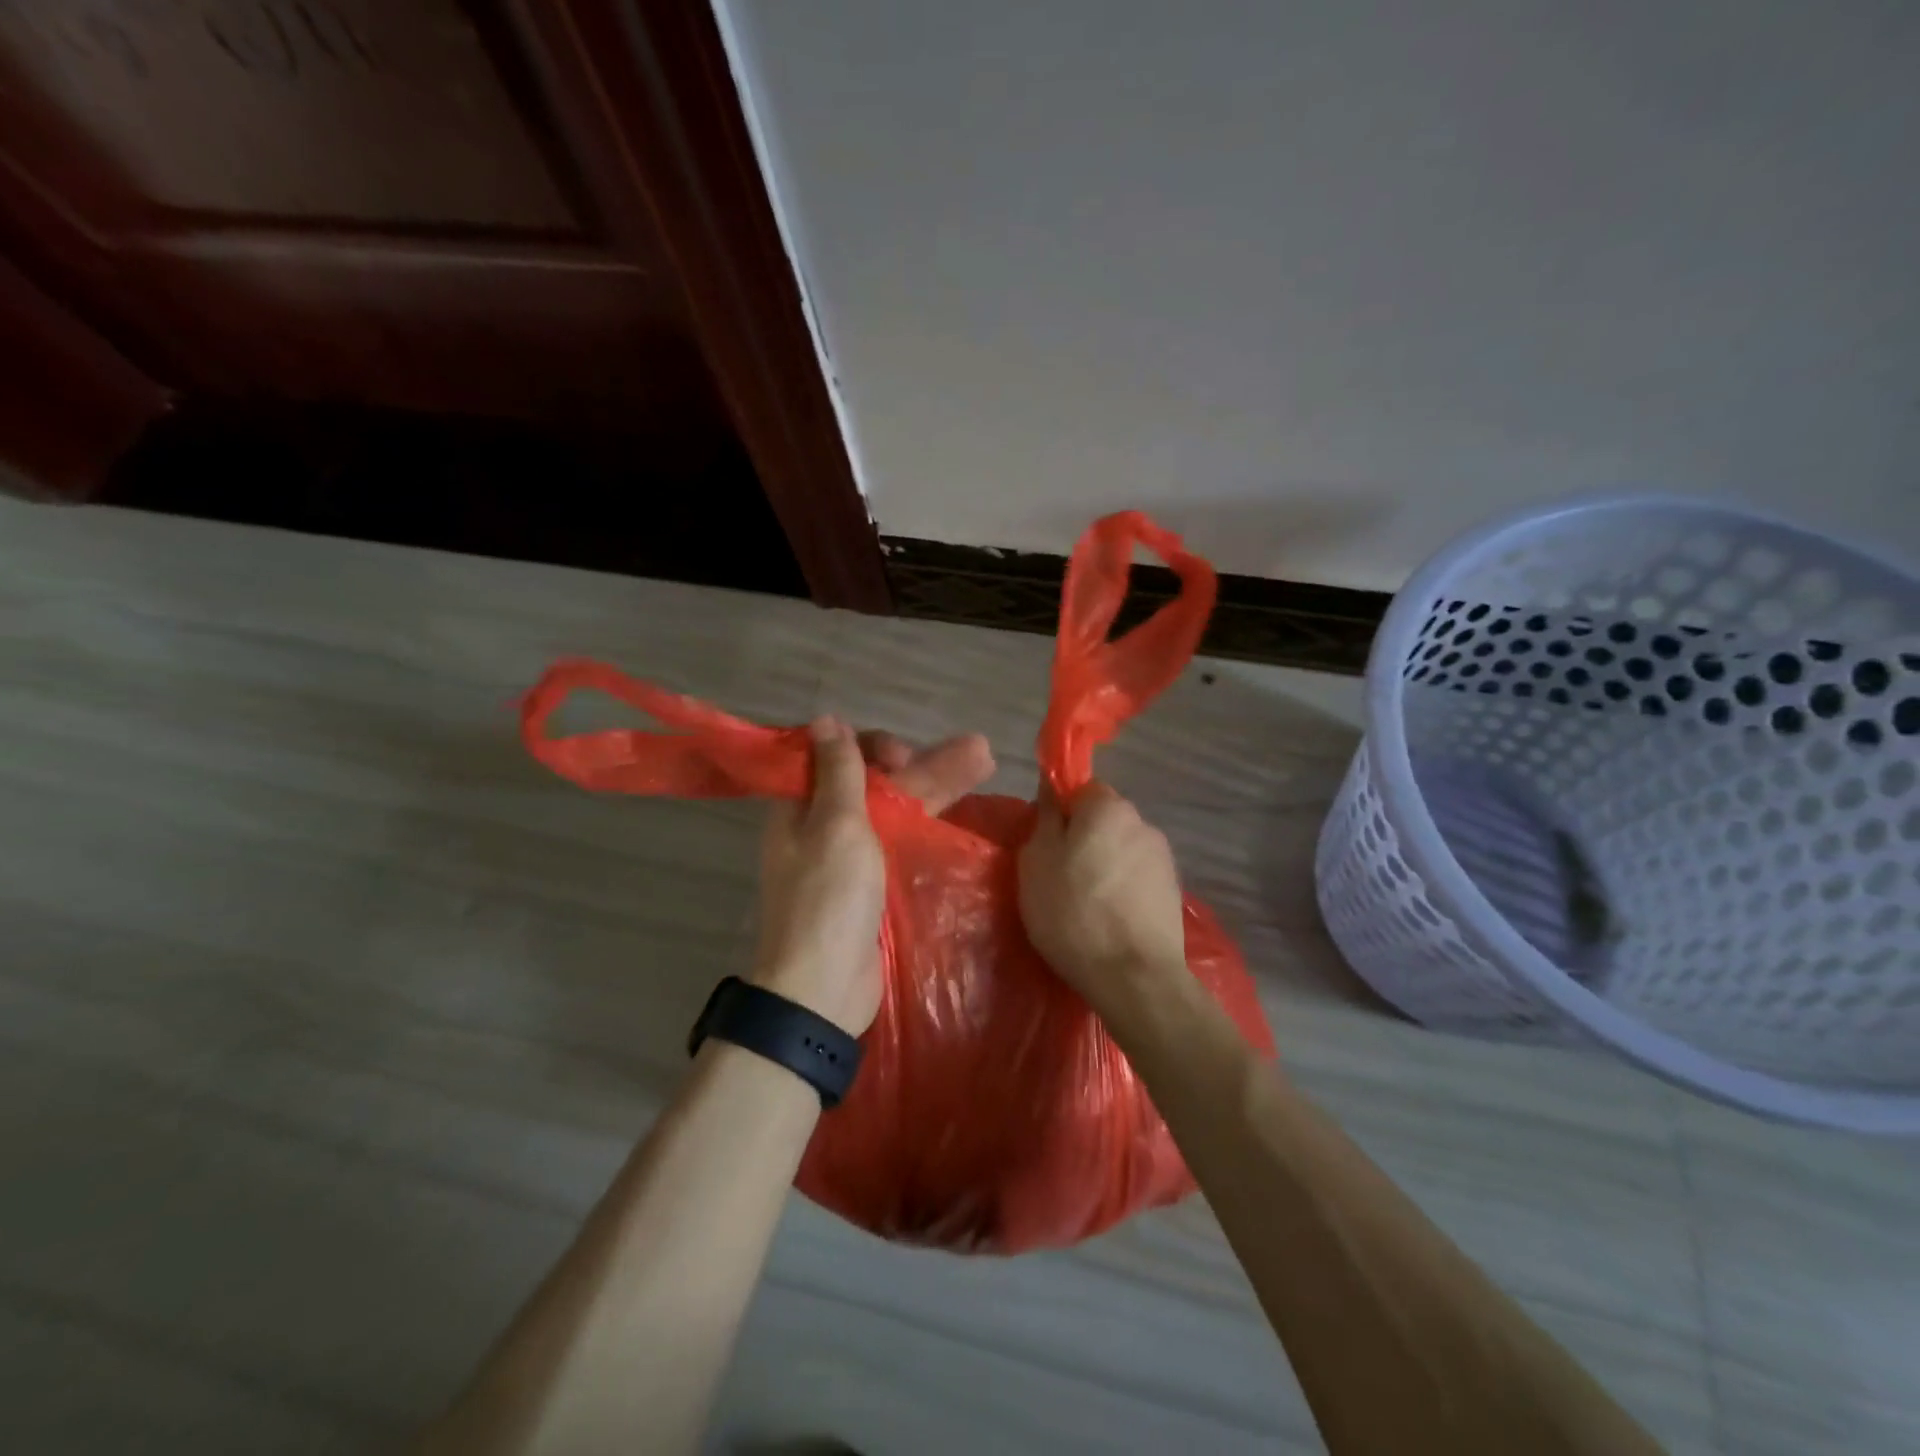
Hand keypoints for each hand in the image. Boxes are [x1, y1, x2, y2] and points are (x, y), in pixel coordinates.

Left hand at [751, 719, 991, 1034]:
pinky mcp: (873, 883)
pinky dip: (929, 822)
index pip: (835, 755)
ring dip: (937, 786)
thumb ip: (839, 772)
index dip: (871, 745)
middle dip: (922, 763)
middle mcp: (823, 825)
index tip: (901, 754)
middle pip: (875, 781)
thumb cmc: (827, 898)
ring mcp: (850, 856)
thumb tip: (825, 720)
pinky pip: (901, 841)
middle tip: (974, 752)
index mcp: (801, 806)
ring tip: (985, 762)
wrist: (824, 988)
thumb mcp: (835, 825)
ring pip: (895, 809)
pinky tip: (964, 811)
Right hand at [1019, 781, 1189, 1017]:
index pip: (1081, 789)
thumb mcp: (1037, 861)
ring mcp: (1163, 859)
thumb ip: (1046, 818)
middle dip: (1084, 841)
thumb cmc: (1073, 912)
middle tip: (1059, 877)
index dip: (1061, 814)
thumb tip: (1052, 787)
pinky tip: (1110, 920)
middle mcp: (1142, 822)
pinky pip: (1137, 879)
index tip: (1046, 845)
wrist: (1133, 976)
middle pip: (1104, 821)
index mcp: (1108, 807)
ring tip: (1086, 906)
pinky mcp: (1173, 892)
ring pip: (1121, 850)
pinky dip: (1122, 891)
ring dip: (1104, 867)